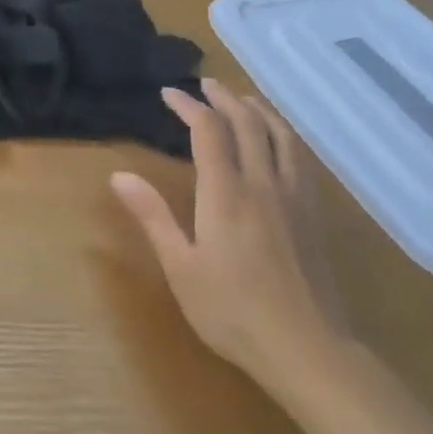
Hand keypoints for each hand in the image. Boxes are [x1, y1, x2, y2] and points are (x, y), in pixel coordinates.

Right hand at [111, 80, 348, 396]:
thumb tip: (119, 175)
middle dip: (224, 97)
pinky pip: (300, 157)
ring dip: (259, 109)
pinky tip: (279, 141)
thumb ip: (153, 216)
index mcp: (226, 193)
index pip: (208, 130)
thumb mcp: (181, 267)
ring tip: (243, 100)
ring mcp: (294, 197)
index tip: (169, 93)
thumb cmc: (233, 311)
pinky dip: (284, 134)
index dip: (188, 105)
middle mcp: (262, 183)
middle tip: (205, 84)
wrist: (308, 349)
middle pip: (247, 122)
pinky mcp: (314, 214)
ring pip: (280, 135)